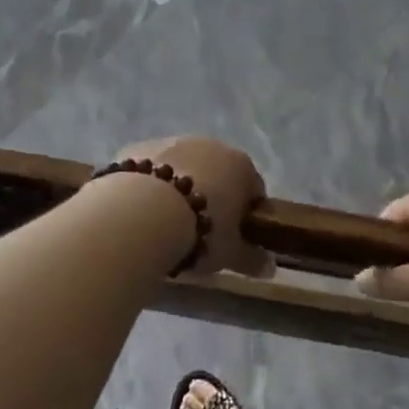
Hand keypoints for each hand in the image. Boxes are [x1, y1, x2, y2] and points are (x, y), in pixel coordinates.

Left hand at [111, 136, 271, 277]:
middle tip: (199, 230)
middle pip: (217, 173)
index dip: (246, 214)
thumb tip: (270, 267)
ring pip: (181, 167)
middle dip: (211, 196)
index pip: (254, 189)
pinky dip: (149, 185)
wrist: (140, 213)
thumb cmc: (199, 232)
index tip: (234, 236)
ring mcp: (171, 141)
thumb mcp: (230, 253)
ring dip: (178, 187)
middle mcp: (209, 144)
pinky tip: (139, 209)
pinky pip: (150, 169)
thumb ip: (252, 259)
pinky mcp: (138, 147)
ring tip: (165, 222)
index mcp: (240, 165)